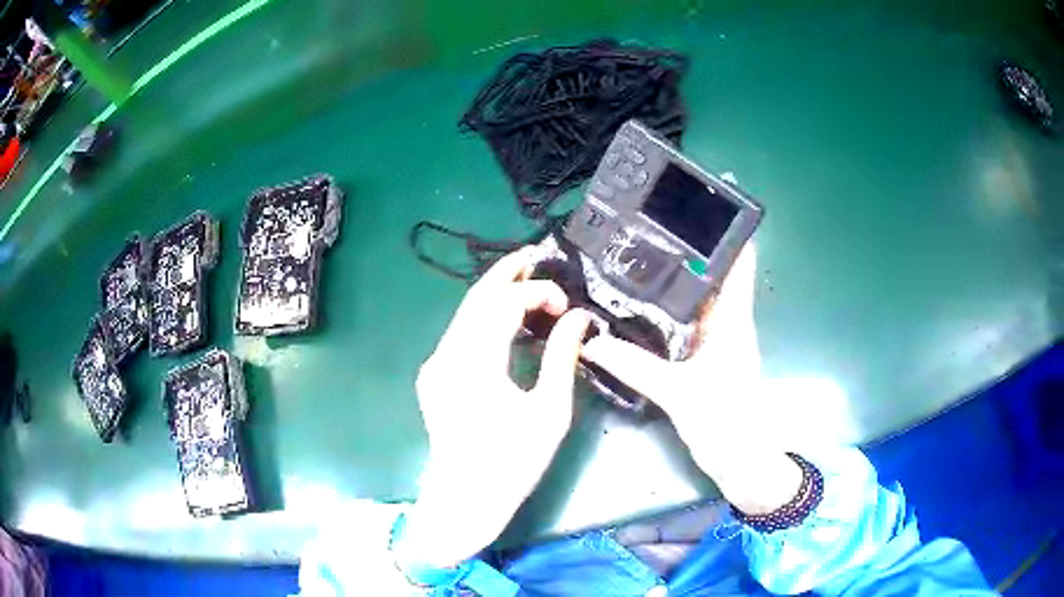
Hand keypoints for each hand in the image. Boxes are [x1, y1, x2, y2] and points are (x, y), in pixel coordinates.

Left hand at [398, 247, 589, 567]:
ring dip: (495, 292)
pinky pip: (460, 332)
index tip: (566, 305)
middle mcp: (447, 354)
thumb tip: (579, 317)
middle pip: (476, 297)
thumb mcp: (549, 412)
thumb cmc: (513, 463)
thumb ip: (562, 357)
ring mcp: (436, 364)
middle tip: (536, 255)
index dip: (537, 293)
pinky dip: (484, 316)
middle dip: (506, 271)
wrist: (465, 498)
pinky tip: (505, 318)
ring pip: (465, 312)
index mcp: (476, 363)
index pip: (504, 304)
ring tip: (525, 277)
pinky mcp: (434, 375)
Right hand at [581, 246, 801, 514]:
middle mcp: (728, 322)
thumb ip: (634, 366)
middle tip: (651, 224)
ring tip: (641, 255)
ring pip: (699, 300)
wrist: (742, 461)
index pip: (739, 262)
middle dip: (689, 248)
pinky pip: (687, 325)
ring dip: (678, 279)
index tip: (706, 201)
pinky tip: (643, 307)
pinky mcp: (706, 360)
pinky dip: (670, 312)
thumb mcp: (677, 392)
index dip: (729, 229)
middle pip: (714, 274)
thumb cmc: (725, 420)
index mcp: (733, 319)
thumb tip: (591, 341)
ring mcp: (718, 341)